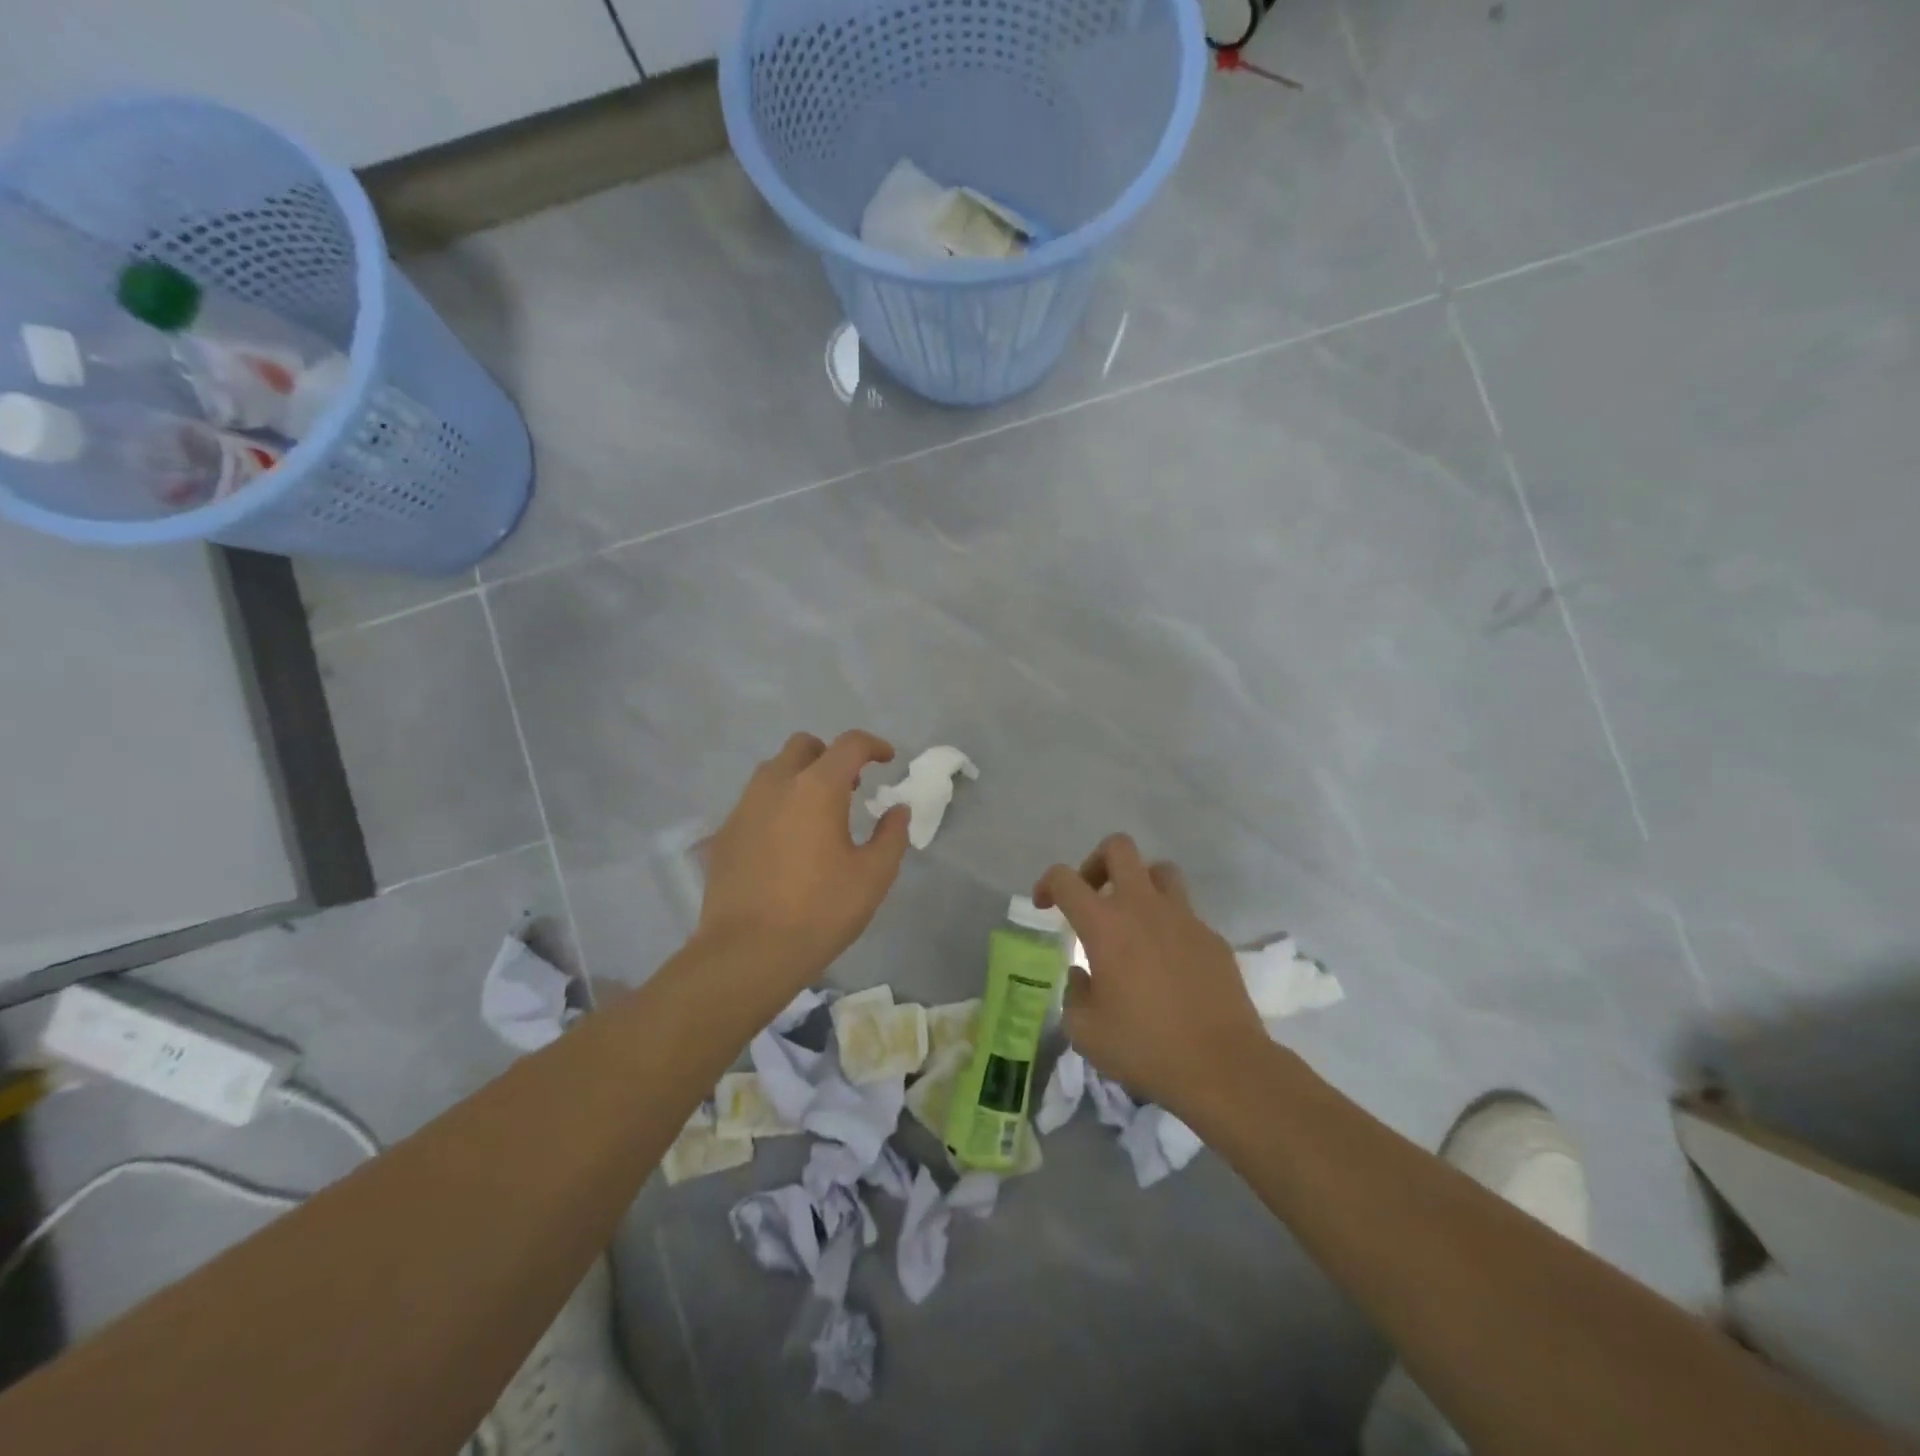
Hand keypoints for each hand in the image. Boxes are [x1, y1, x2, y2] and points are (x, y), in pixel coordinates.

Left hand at [696, 731, 910, 991]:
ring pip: (773, 771)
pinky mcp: (723, 834)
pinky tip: (785, 843)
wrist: (747, 953)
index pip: (849, 745)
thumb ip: (892, 835)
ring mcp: (743, 807)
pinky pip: (754, 803)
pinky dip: (775, 806)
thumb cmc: (820, 911)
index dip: (873, 746)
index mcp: (817, 788)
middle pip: (804, 746)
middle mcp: (776, 785)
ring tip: (816, 814)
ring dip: (799, 778)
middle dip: (830, 756)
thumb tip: (898, 810)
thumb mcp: (873, 876)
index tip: (887, 760)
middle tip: (850, 787)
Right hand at [1034, 835, 1265, 1113]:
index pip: (1065, 878)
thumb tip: (1083, 976)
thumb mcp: (1085, 1031)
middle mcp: (1143, 907)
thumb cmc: (1144, 1047)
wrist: (1222, 1066)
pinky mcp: (1212, 937)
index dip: (1047, 884)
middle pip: (1118, 847)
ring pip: (1160, 870)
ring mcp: (1183, 918)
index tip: (1045, 905)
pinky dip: (1169, 924)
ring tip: (1133, 920)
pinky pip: (1185, 913)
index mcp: (1104, 925)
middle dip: (1097, 862)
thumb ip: (1074, 994)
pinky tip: (1168, 963)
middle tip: (1092, 896)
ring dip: (1140, 884)